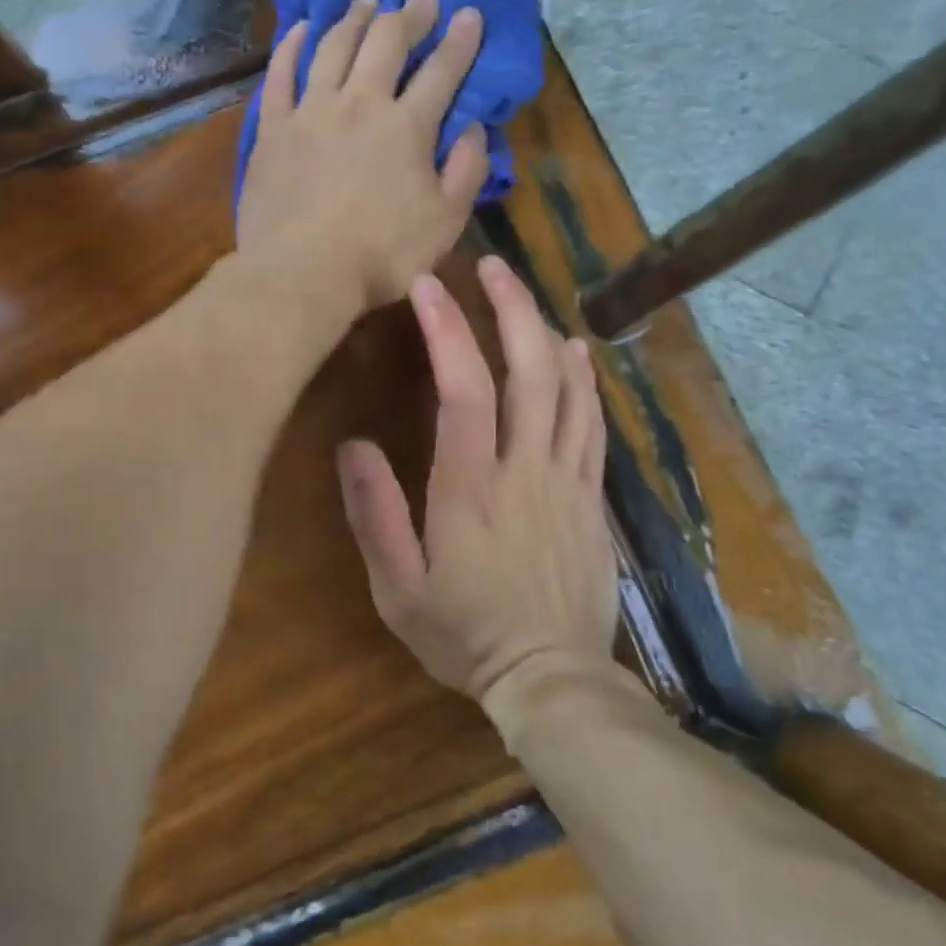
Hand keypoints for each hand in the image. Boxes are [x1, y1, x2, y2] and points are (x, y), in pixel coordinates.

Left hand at [237, 0, 489, 315]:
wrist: (302, 273)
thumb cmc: (381, 256)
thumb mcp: (445, 222)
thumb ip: (466, 172)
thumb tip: (473, 128)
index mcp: (407, 127)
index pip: (442, 72)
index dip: (460, 41)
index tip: (470, 14)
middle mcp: (360, 104)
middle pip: (386, 44)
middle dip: (409, 15)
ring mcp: (311, 112)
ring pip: (334, 47)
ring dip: (354, 19)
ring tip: (367, 1)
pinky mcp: (272, 129)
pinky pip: (280, 75)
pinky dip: (292, 46)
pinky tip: (301, 29)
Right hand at [337, 254, 617, 702]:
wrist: (552, 679)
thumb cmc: (464, 635)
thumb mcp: (397, 591)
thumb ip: (375, 517)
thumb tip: (353, 447)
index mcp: (471, 491)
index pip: (465, 392)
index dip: (448, 331)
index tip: (429, 287)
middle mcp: (526, 472)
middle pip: (529, 371)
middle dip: (510, 309)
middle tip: (490, 266)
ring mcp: (568, 481)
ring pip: (568, 388)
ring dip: (546, 330)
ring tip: (524, 292)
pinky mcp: (592, 495)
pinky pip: (592, 423)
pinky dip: (584, 379)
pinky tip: (575, 351)